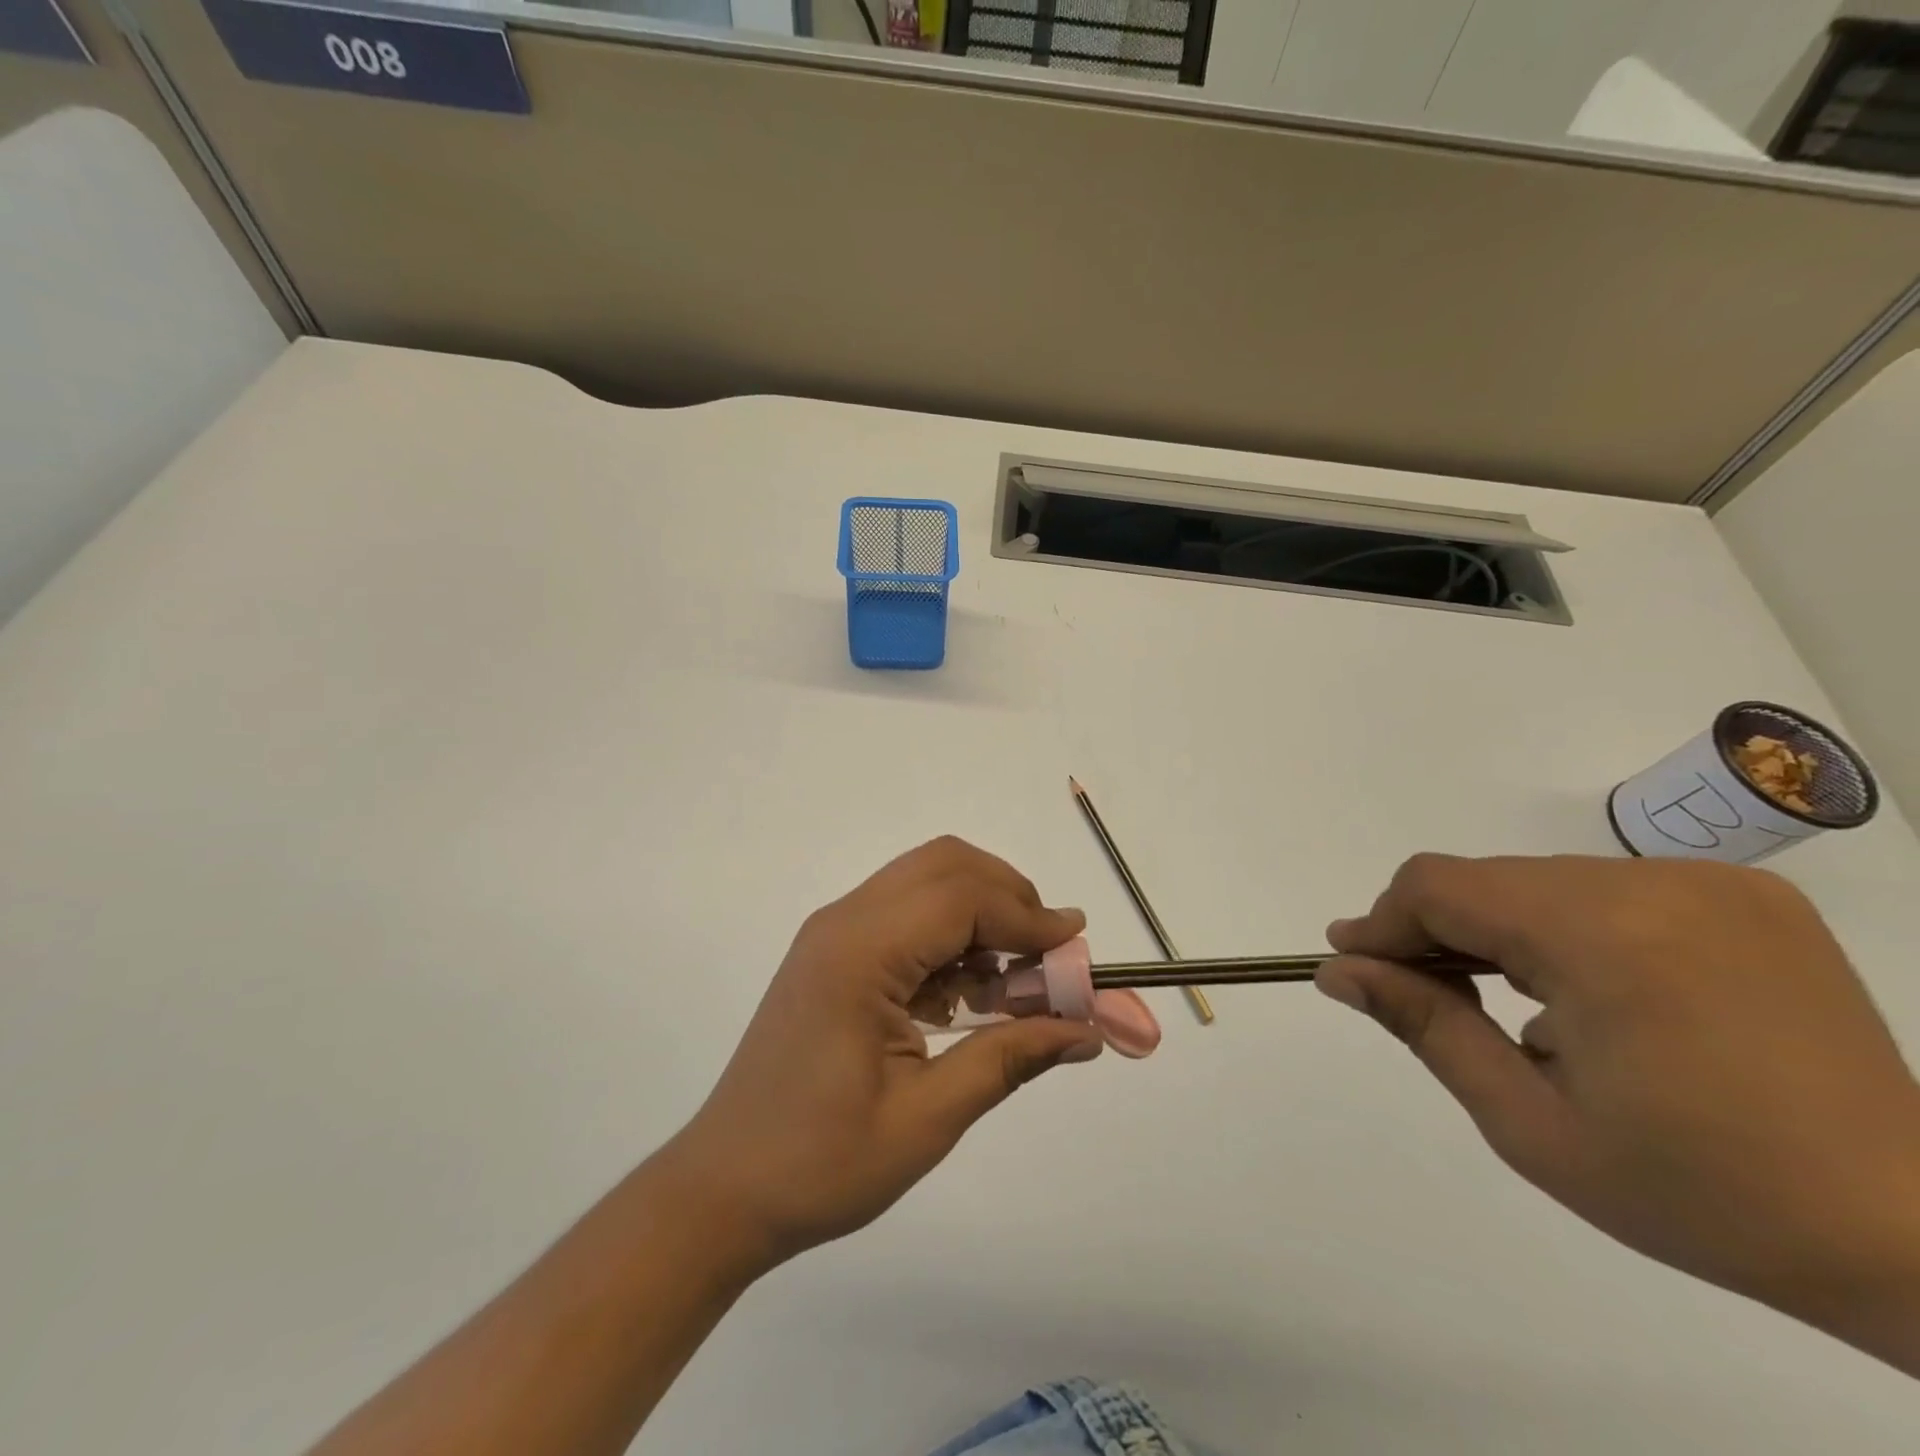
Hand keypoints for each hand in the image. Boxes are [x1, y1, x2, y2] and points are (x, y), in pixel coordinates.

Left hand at [656, 837, 1104, 1269]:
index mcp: (860, 954)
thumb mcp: (927, 1119)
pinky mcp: (832, 952)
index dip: (1029, 917)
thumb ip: (1010, 1059)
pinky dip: (948, 932)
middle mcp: (843, 922)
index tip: (1077, 954)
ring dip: (979, 912)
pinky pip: (904, 913)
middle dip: (1008, 897)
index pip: (962, 898)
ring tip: (1009, 982)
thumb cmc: (821, 1164)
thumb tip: (1085, 1030)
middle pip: (944, 865)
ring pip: (924, 880)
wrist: (723, 1189)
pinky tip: (962, 994)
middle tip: (1045, 958)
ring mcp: (833, 933)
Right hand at [1318, 854, 1919, 1372]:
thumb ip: (1424, 1025)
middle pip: (1488, 880)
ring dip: (1501, 930)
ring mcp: (1709, 883)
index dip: (1384, 922)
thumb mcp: (1529, 1123)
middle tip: (1424, 995)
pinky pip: (1605, 890)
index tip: (1357, 965)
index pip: (1440, 887)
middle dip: (1438, 931)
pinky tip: (1589, 993)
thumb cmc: (1701, 1194)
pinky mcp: (1745, 894)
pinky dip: (1565, 928)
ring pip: (1541, 881)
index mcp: (1602, 937)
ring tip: (1510, 1005)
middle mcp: (1654, 884)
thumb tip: (1338, 968)